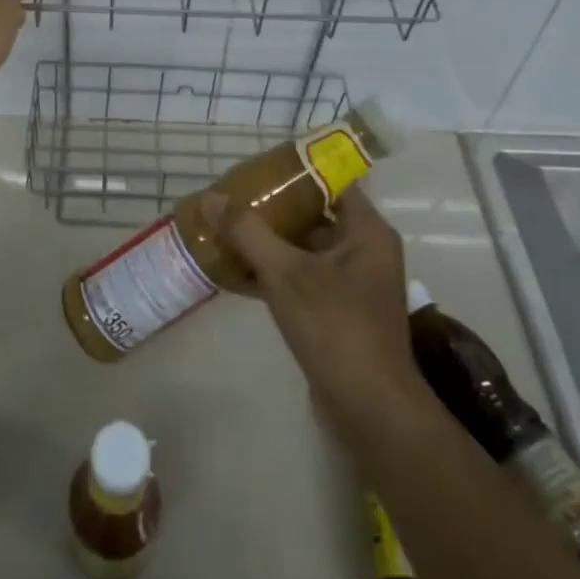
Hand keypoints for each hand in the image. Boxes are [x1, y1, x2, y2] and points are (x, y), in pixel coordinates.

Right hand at [213, 189, 421, 432]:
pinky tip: (234, 272)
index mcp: (366, 231)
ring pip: (304, 249)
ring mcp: (352, 284)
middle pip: (314, 214)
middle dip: (273, 207)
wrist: (369, 410)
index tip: (257, 168)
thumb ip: (247, 232)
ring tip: (226, 230)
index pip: (331, 182)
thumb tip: (211, 198)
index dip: (295, 171)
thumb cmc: (335, 327)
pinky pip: (301, 278)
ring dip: (268, 241)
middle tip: (233, 198)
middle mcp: (365, 251)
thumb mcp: (285, 272)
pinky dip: (272, 273)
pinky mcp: (337, 312)